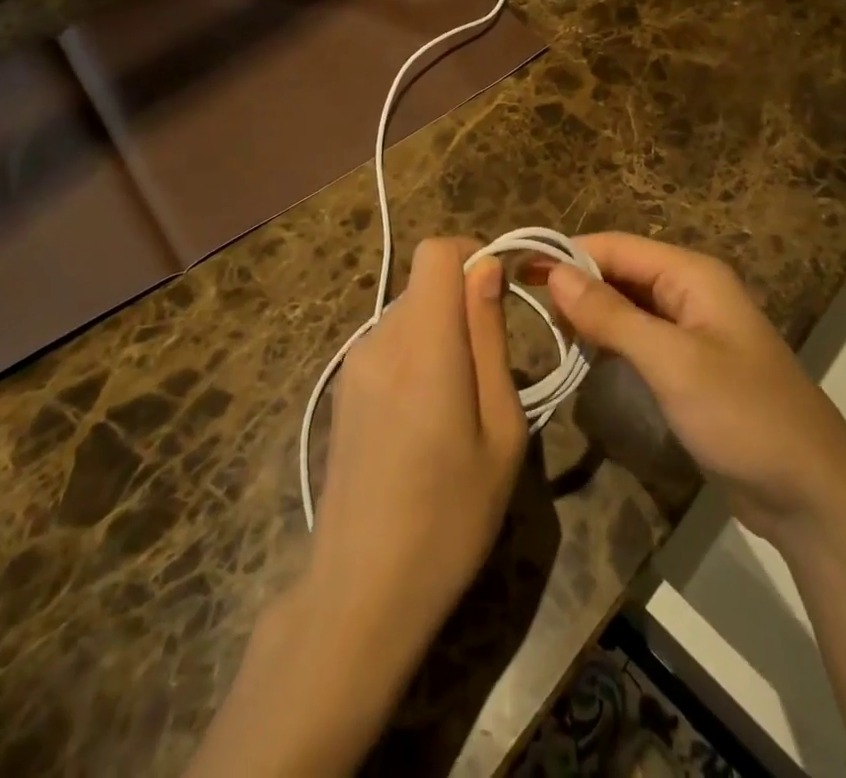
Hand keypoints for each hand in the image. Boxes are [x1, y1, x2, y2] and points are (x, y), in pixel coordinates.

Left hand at [305, 237, 526, 658]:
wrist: (361, 592)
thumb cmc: (450, 516)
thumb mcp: (499, 429)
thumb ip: (489, 337)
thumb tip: (487, 269)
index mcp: (422, 345)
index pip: (436, 253)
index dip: (474, 254)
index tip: (503, 289)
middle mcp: (379, 340)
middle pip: (424, 284)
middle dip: (463, 302)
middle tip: (491, 366)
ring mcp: (353, 364)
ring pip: (408, 313)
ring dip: (440, 332)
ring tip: (459, 403)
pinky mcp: (342, 389)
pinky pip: (389, 343)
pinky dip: (417, 354)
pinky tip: (424, 420)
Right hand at [547, 233, 845, 544]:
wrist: (811, 493)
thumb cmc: (743, 416)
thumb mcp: (672, 362)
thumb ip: (612, 316)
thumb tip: (554, 274)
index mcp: (692, 275)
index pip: (616, 246)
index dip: (566, 253)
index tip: (515, 268)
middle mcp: (690, 292)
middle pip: (620, 271)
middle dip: (574, 282)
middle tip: (519, 302)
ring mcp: (691, 330)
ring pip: (627, 305)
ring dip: (589, 311)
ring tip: (541, 326)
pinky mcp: (689, 365)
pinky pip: (639, 337)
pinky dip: (608, 339)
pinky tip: (581, 352)